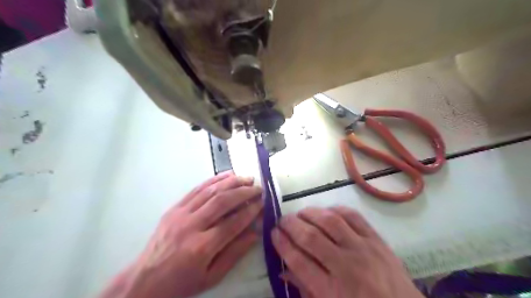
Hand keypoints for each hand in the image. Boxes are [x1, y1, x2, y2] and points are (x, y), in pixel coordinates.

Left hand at [99, 171, 262, 297]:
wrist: (144, 280)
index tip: (262, 203)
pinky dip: (214, 180)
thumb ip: (235, 253)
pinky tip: (227, 175)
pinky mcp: (174, 208)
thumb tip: (255, 233)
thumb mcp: (211, 276)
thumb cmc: (181, 282)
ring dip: (232, 182)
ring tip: (247, 178)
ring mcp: (181, 214)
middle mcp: (192, 226)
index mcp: (202, 247)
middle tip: (258, 188)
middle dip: (244, 192)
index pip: (233, 222)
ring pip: (210, 191)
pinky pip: (197, 189)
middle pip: (223, 201)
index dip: (251, 211)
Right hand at [273, 207, 422, 297]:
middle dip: (291, 225)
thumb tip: (283, 269)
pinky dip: (335, 210)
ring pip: (330, 221)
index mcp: (333, 291)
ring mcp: (364, 249)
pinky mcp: (377, 239)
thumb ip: (305, 289)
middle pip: (311, 237)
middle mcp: (347, 266)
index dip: (282, 244)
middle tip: (282, 221)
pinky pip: (353, 216)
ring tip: (300, 214)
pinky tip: (325, 212)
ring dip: (310, 214)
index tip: (273, 233)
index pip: (299, 261)